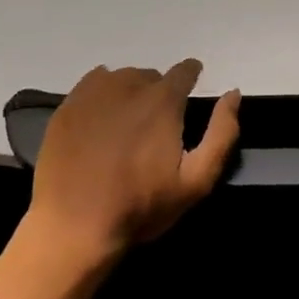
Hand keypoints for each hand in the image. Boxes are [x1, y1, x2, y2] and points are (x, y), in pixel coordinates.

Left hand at [26, 61, 240, 262]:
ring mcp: (92, 95)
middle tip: (157, 122)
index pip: (184, 71)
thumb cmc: (141, 206)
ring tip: (128, 120)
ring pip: (120, 78)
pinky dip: (102, 93)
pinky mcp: (66, 108)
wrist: (74, 228)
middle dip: (159, 91)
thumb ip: (222, 133)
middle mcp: (128, 87)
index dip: (191, 76)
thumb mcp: (197, 180)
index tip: (191, 88)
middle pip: (151, 75)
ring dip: (131, 91)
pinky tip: (101, 118)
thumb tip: (233, 94)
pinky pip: (91, 84)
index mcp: (163, 101)